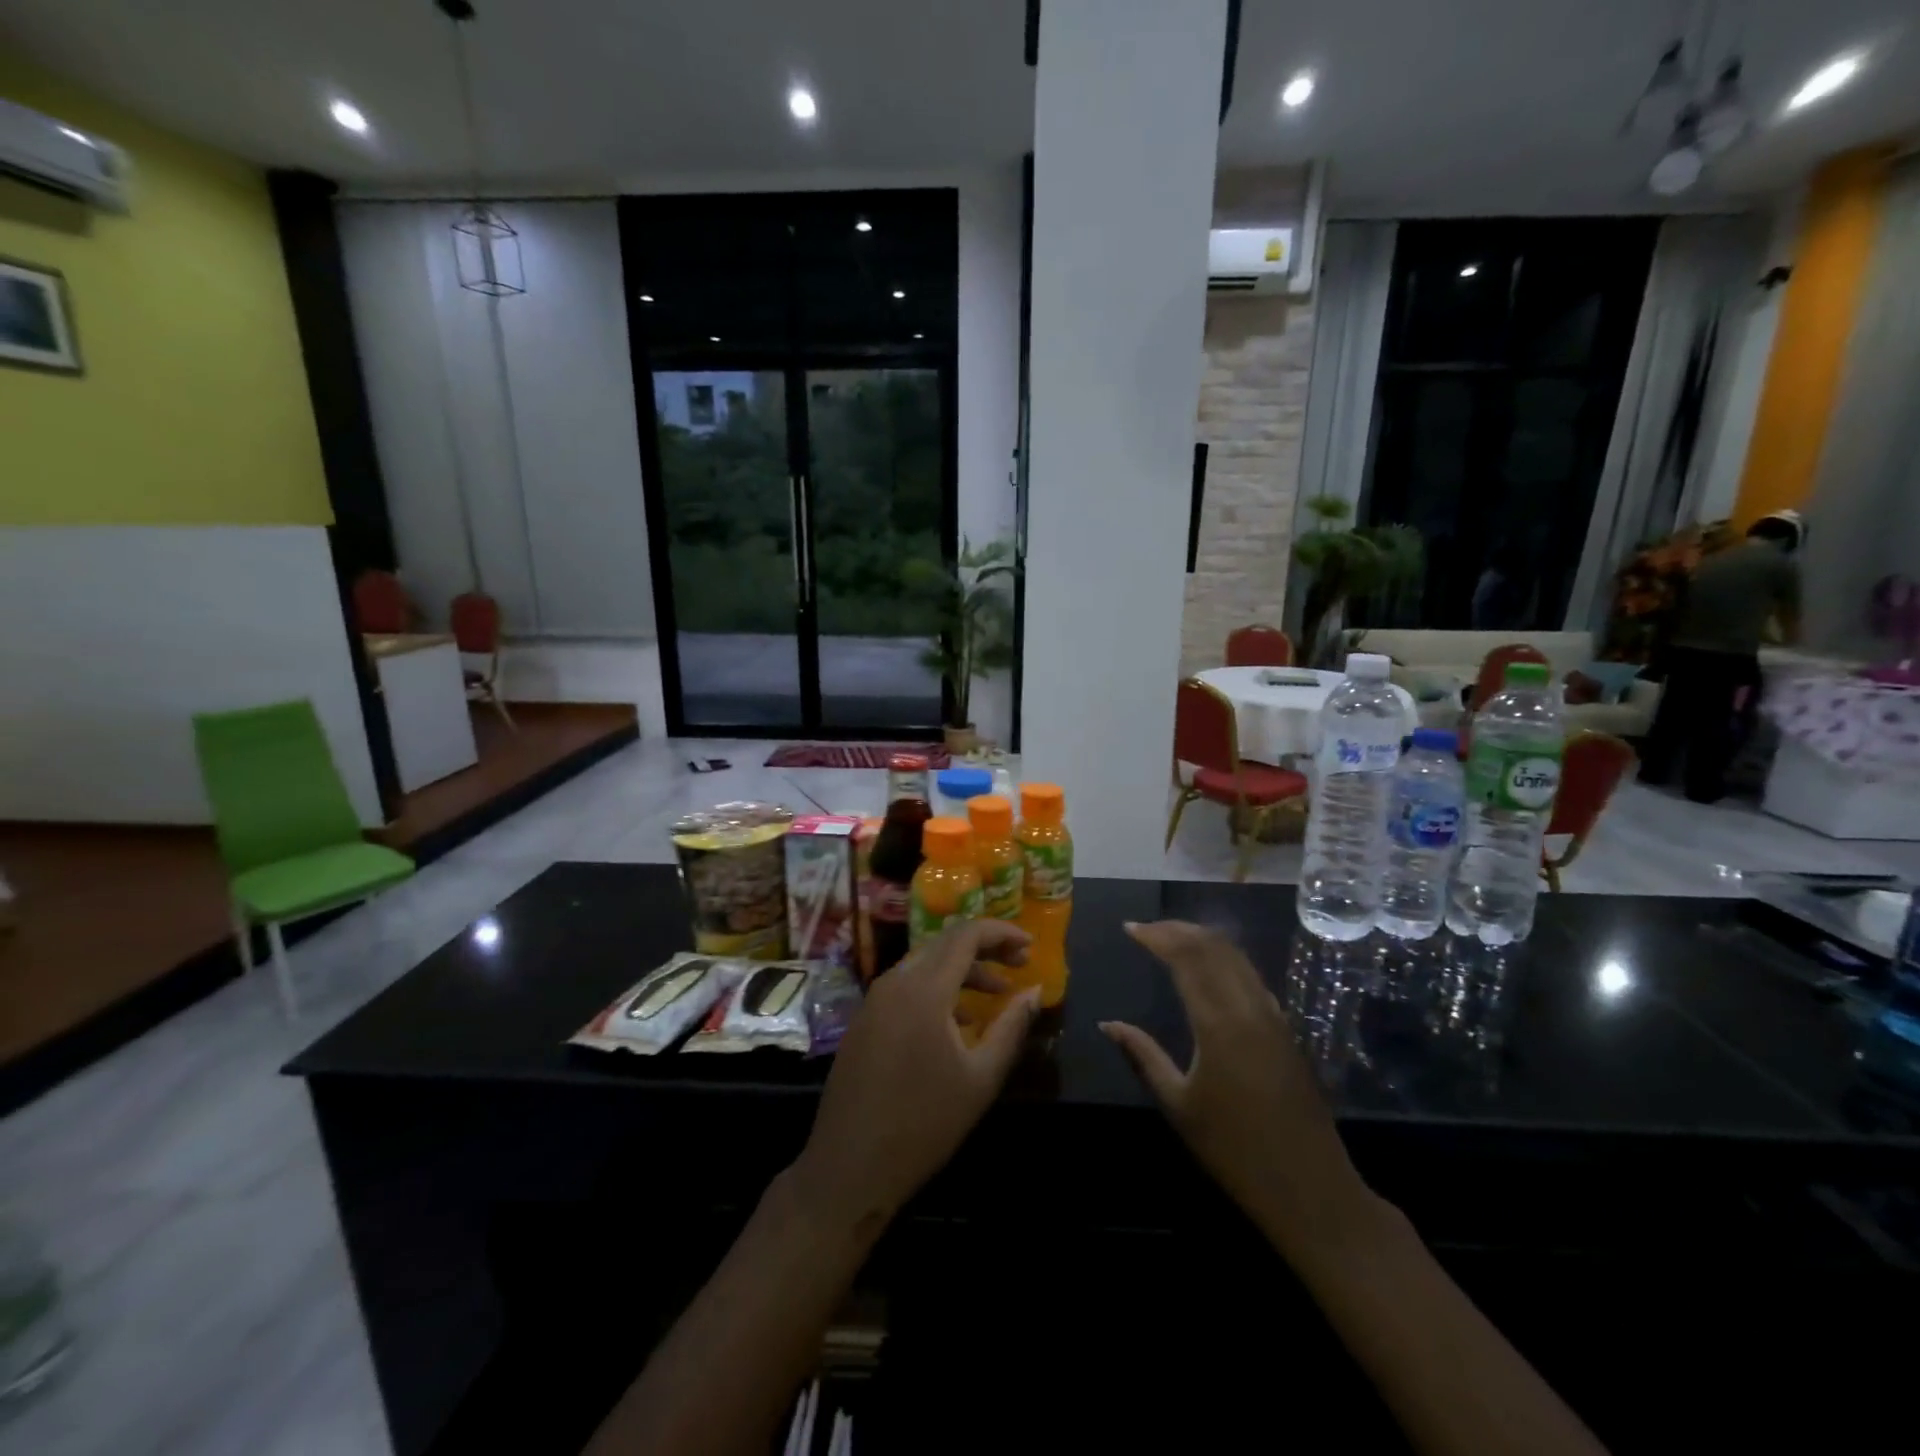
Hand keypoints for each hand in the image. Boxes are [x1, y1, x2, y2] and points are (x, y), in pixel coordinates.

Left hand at [792, 921, 1039, 1231]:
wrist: (850, 1166)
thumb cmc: (924, 1124)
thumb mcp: (981, 1078)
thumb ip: (1011, 1027)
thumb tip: (1034, 991)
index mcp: (924, 990)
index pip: (965, 935)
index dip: (1000, 932)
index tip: (1029, 945)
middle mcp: (895, 982)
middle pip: (944, 943)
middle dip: (985, 947)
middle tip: (1018, 963)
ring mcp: (874, 1000)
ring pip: (924, 963)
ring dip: (962, 970)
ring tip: (997, 994)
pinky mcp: (864, 1019)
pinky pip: (906, 985)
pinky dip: (937, 987)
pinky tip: (958, 1020)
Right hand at [1101, 921, 1373, 1255]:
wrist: (1311, 1189)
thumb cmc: (1235, 1151)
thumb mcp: (1179, 1105)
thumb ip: (1143, 1056)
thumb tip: (1108, 1024)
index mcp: (1219, 1024)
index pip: (1186, 958)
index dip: (1157, 936)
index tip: (1130, 928)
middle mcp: (1249, 1008)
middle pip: (1214, 947)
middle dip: (1178, 929)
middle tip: (1147, 928)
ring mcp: (1273, 1017)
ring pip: (1237, 957)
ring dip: (1203, 940)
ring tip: (1172, 938)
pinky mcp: (1285, 1030)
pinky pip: (1252, 977)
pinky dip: (1225, 960)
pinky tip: (1209, 970)